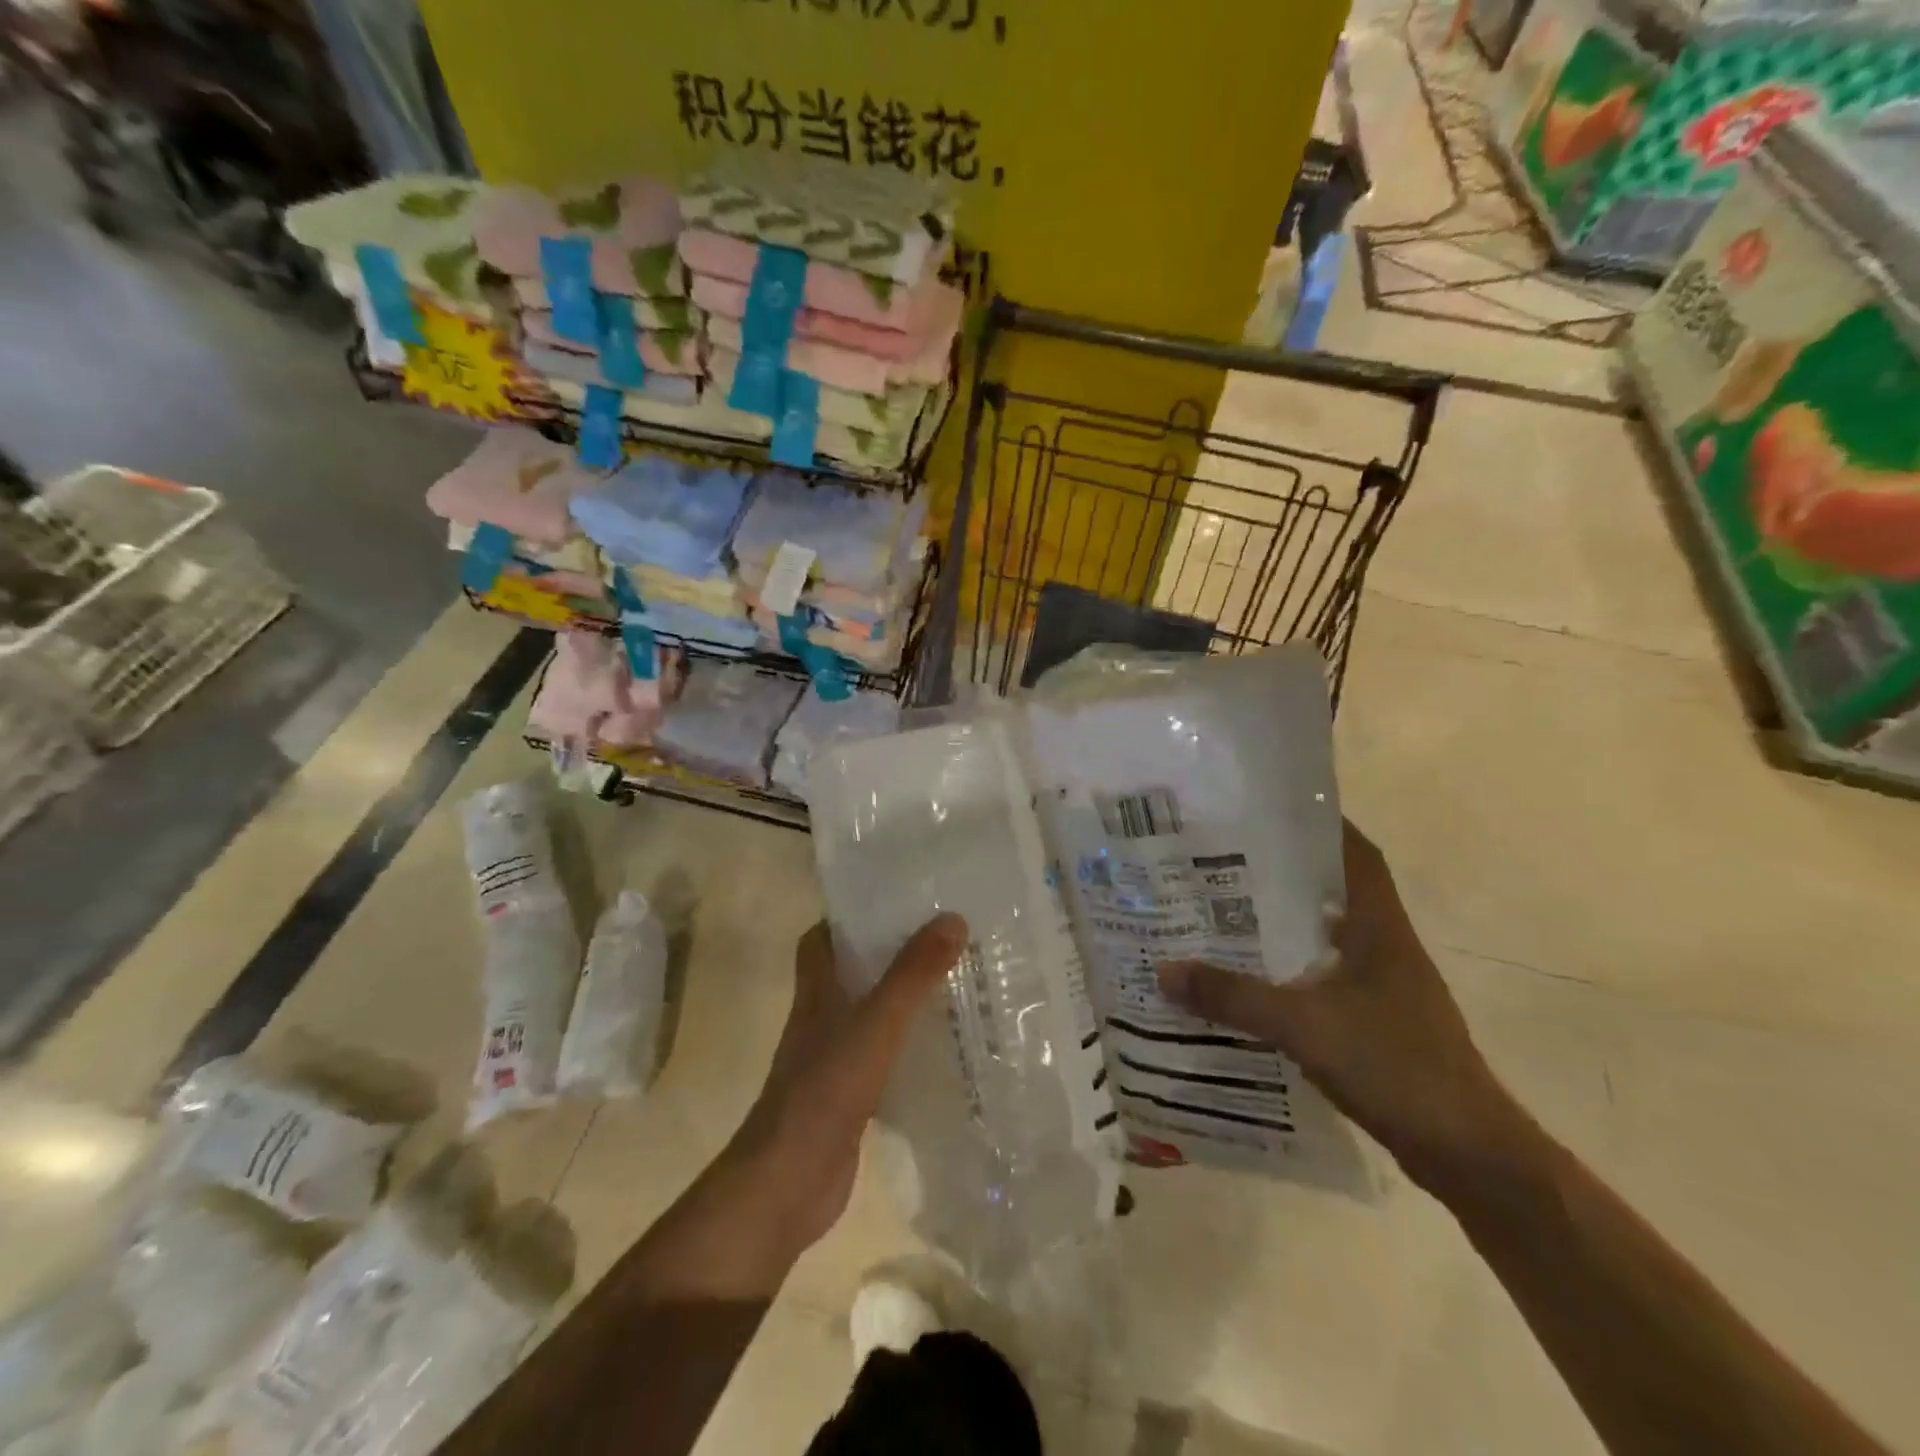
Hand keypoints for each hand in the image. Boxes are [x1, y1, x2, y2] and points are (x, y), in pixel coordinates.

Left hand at [730, 914, 967, 1254]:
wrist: (788, 1184)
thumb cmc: (824, 1091)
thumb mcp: (875, 1024)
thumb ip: (912, 974)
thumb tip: (952, 918)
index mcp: (817, 994)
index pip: (821, 940)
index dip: (848, 918)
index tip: (892, 903)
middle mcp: (820, 1021)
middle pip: (850, 974)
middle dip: (888, 955)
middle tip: (940, 940)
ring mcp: (832, 1062)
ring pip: (869, 1016)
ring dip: (901, 1001)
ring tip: (953, 985)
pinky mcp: (849, 1099)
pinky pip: (882, 1059)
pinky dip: (906, 1049)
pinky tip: (942, 1051)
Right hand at [1157, 822, 1522, 1194]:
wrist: (1467, 1152)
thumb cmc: (1395, 1067)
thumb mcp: (1303, 1025)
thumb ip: (1233, 997)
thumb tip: (1164, 970)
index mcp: (1379, 928)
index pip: (1355, 854)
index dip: (1320, 824)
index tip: (1270, 809)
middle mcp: (1384, 946)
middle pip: (1333, 889)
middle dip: (1284, 871)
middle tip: (1224, 858)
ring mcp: (1383, 985)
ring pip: (1326, 934)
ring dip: (1285, 921)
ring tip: (1226, 910)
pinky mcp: (1377, 1020)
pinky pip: (1324, 975)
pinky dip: (1290, 967)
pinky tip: (1252, 977)